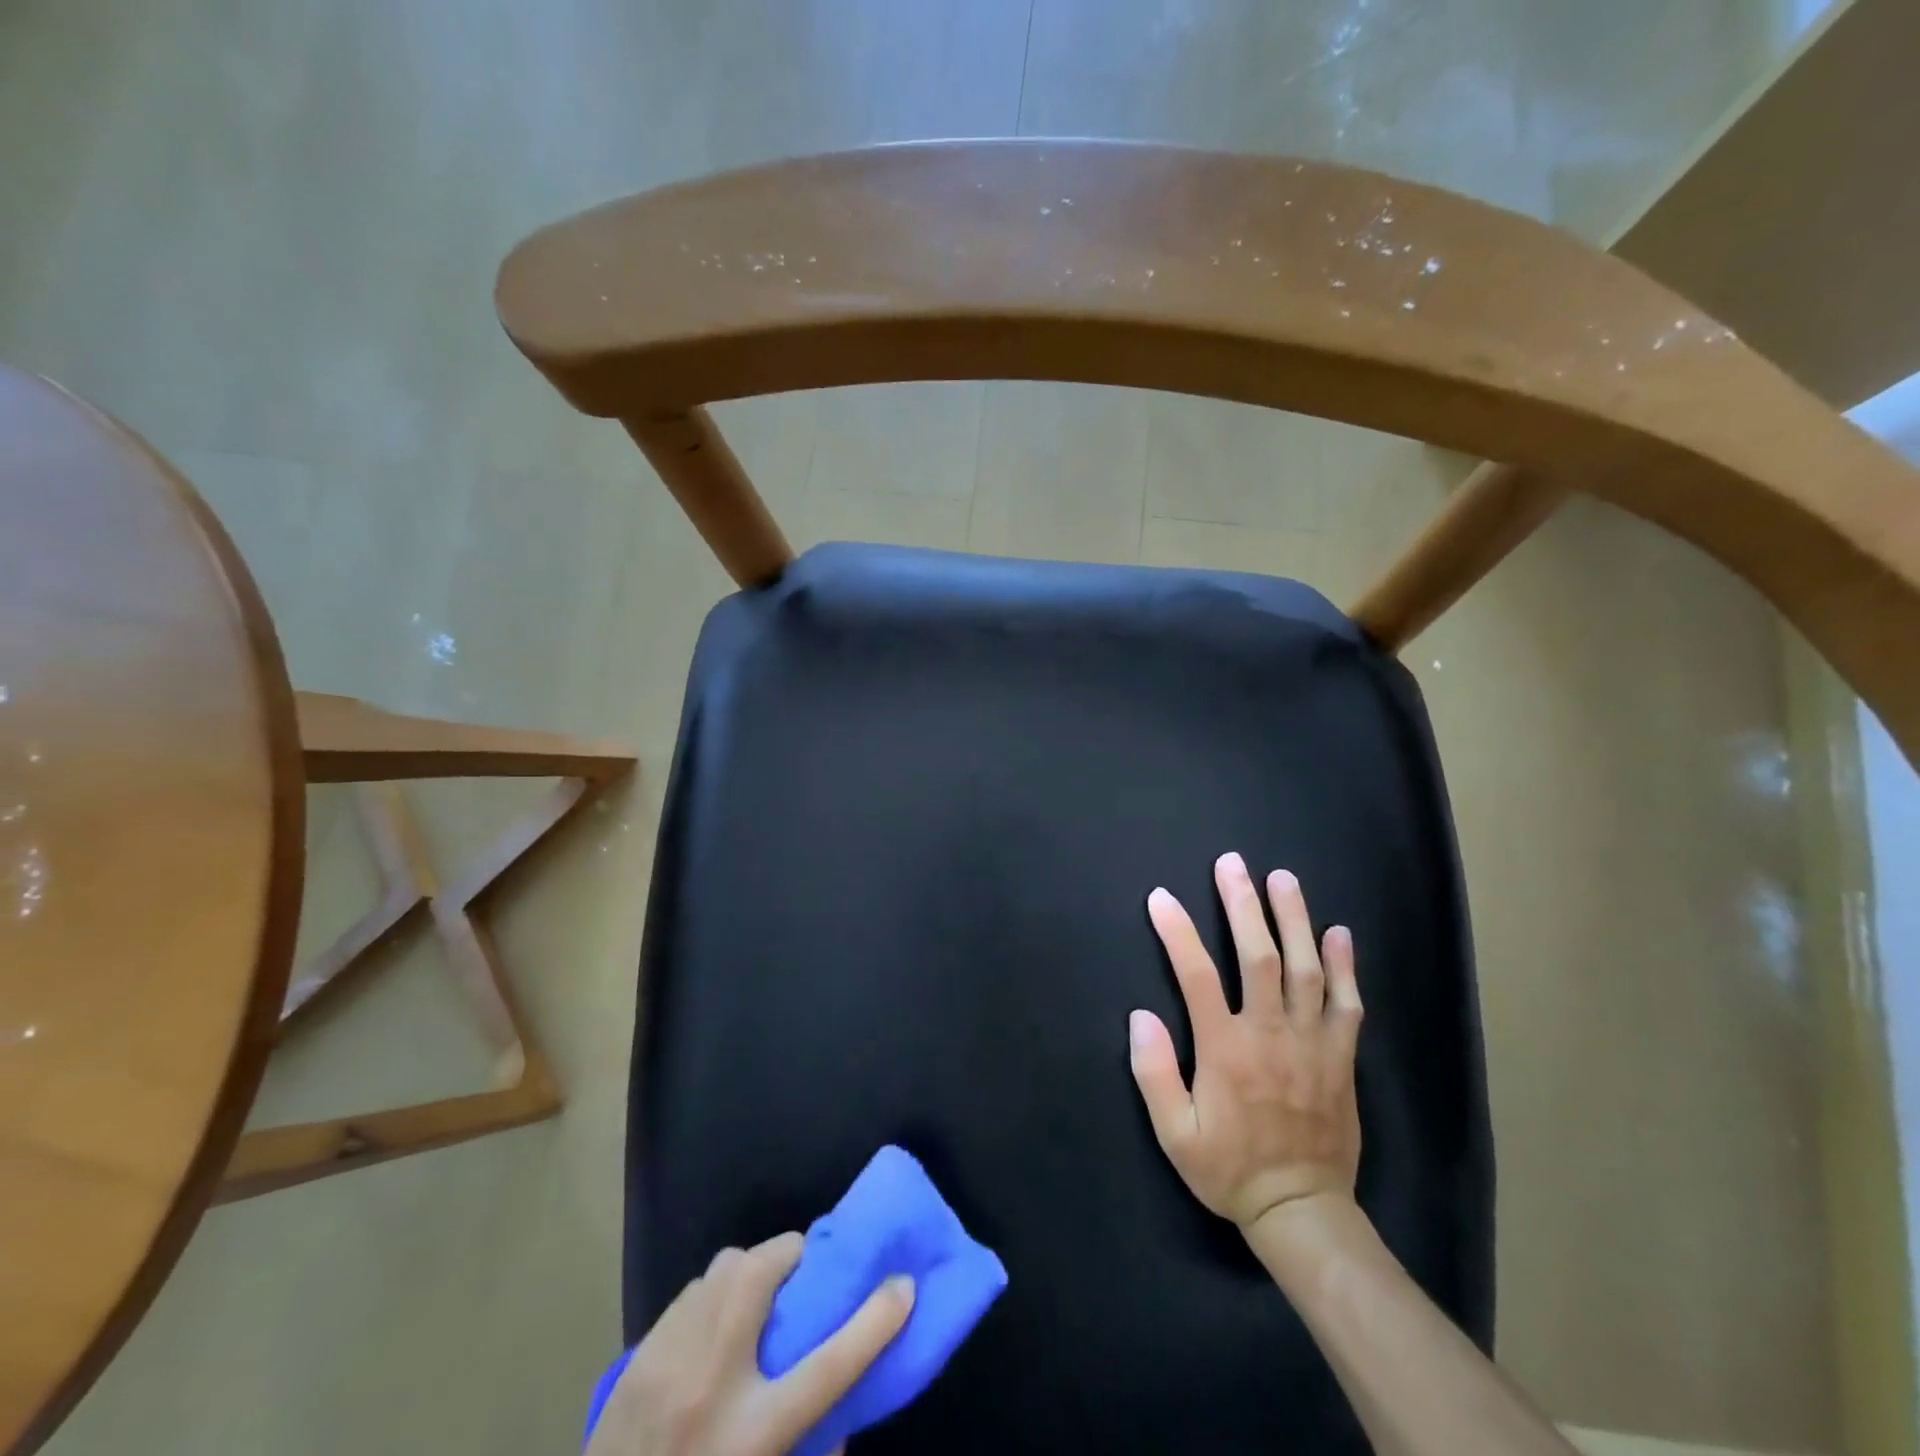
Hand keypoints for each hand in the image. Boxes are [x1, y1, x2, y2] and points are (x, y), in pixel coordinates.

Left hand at [586, 1233, 913, 1455]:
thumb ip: (811, 1451)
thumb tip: (844, 1423)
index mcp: (752, 1434)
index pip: (828, 1366)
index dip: (874, 1321)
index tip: (904, 1284)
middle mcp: (711, 1386)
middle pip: (761, 1277)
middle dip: (792, 1255)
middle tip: (805, 1271)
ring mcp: (668, 1363)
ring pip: (724, 1271)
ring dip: (751, 1270)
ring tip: (760, 1295)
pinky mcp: (638, 1355)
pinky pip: (693, 1292)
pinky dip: (715, 1293)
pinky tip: (715, 1323)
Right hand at [1129, 853, 1363, 1230]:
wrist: (1302, 1211)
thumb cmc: (1229, 1169)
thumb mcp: (1174, 1134)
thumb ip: (1155, 1073)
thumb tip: (1141, 1015)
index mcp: (1226, 1049)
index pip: (1197, 975)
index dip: (1178, 932)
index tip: (1162, 898)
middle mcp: (1270, 1034)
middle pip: (1258, 956)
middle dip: (1243, 905)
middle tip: (1232, 864)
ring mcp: (1312, 1043)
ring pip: (1306, 969)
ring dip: (1294, 919)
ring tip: (1283, 879)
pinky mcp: (1341, 1057)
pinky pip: (1347, 1004)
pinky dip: (1345, 966)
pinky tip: (1339, 933)